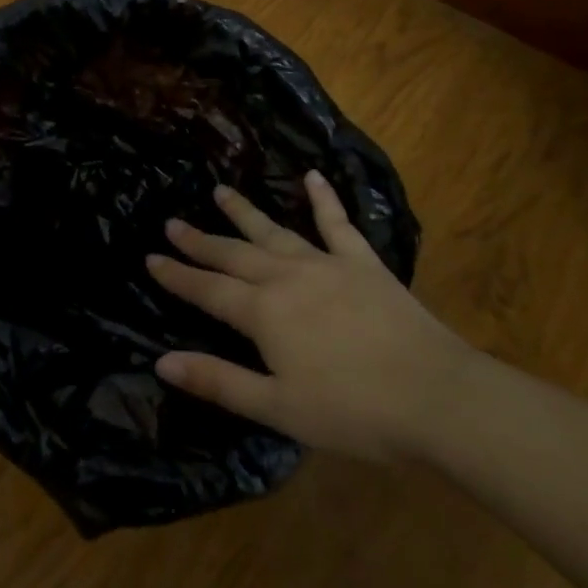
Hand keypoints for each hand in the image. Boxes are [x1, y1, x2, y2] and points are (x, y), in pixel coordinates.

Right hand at [148, 171, 476, 460]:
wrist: (437, 397)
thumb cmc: (353, 411)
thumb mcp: (277, 407)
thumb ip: (219, 381)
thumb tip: (161, 362)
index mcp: (263, 313)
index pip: (207, 289)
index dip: (177, 275)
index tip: (150, 257)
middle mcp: (286, 277)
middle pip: (234, 254)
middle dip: (201, 240)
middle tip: (173, 222)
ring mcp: (326, 264)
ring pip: (274, 231)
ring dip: (245, 213)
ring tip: (221, 191)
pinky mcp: (363, 263)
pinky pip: (338, 224)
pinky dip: (324, 198)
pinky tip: (313, 176)